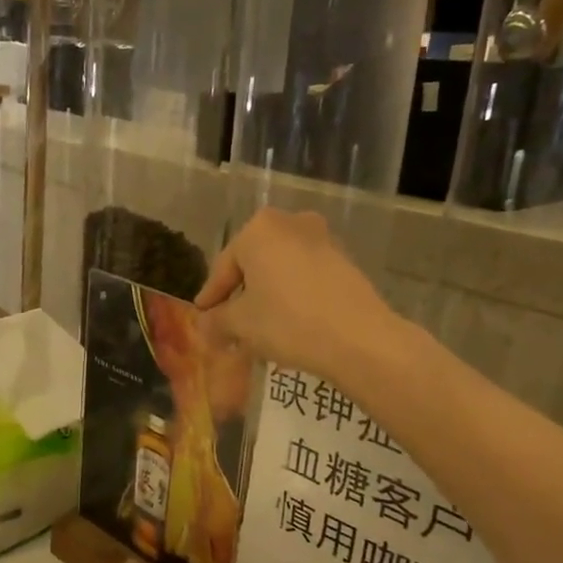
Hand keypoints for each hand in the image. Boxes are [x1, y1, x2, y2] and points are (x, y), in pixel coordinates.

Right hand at [195, 209, 397, 382]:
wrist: (360, 339)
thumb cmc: (288, 322)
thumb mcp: (241, 324)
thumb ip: (216, 320)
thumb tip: (204, 325)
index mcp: (258, 229)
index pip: (223, 267)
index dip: (210, 297)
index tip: (202, 318)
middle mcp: (290, 223)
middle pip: (253, 264)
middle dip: (240, 296)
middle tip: (229, 325)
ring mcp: (322, 239)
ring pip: (280, 271)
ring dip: (266, 297)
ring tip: (258, 330)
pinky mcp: (344, 261)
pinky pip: (305, 277)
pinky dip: (292, 296)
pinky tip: (288, 325)